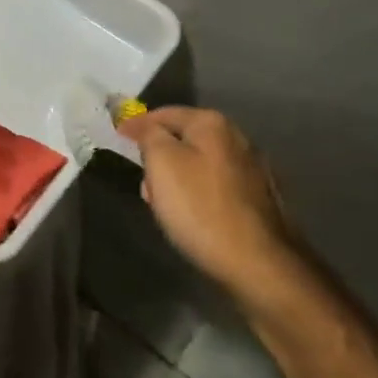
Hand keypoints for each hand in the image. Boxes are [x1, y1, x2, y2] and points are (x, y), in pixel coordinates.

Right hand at [118, 106, 298, 299]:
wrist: (258, 263)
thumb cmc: (200, 208)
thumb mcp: (161, 163)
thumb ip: (150, 135)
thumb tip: (146, 125)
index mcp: (212, 124)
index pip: (164, 113)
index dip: (137, 124)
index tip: (117, 135)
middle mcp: (238, 138)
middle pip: (185, 137)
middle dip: (159, 154)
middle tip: (142, 178)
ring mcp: (253, 170)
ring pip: (201, 163)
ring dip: (178, 176)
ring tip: (163, 203)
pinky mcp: (260, 199)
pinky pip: (217, 186)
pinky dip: (199, 193)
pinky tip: (193, 216)